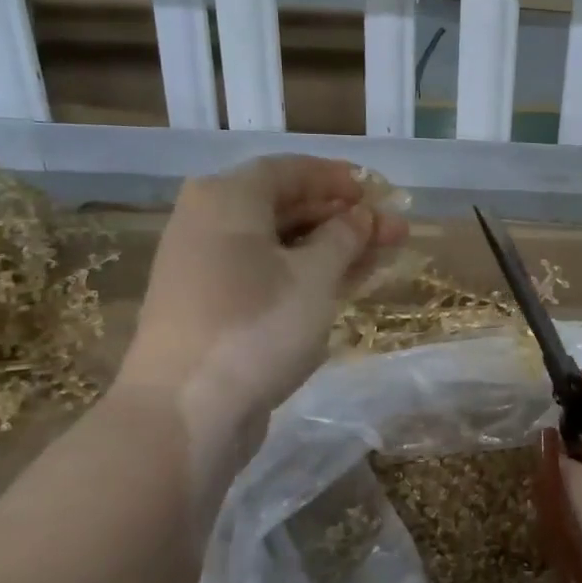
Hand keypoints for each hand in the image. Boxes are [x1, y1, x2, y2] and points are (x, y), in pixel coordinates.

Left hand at [114, 155, 407, 441]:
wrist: (186, 412)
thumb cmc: (255, 327)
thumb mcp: (314, 277)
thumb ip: (344, 237)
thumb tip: (362, 216)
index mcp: (227, 199)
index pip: (289, 170)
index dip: (338, 179)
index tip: (378, 192)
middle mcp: (210, 223)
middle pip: (287, 207)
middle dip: (344, 217)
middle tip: (394, 229)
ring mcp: (209, 269)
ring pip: (282, 245)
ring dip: (333, 248)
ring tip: (385, 254)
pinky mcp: (215, 308)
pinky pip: (269, 275)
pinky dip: (308, 275)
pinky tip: (347, 282)